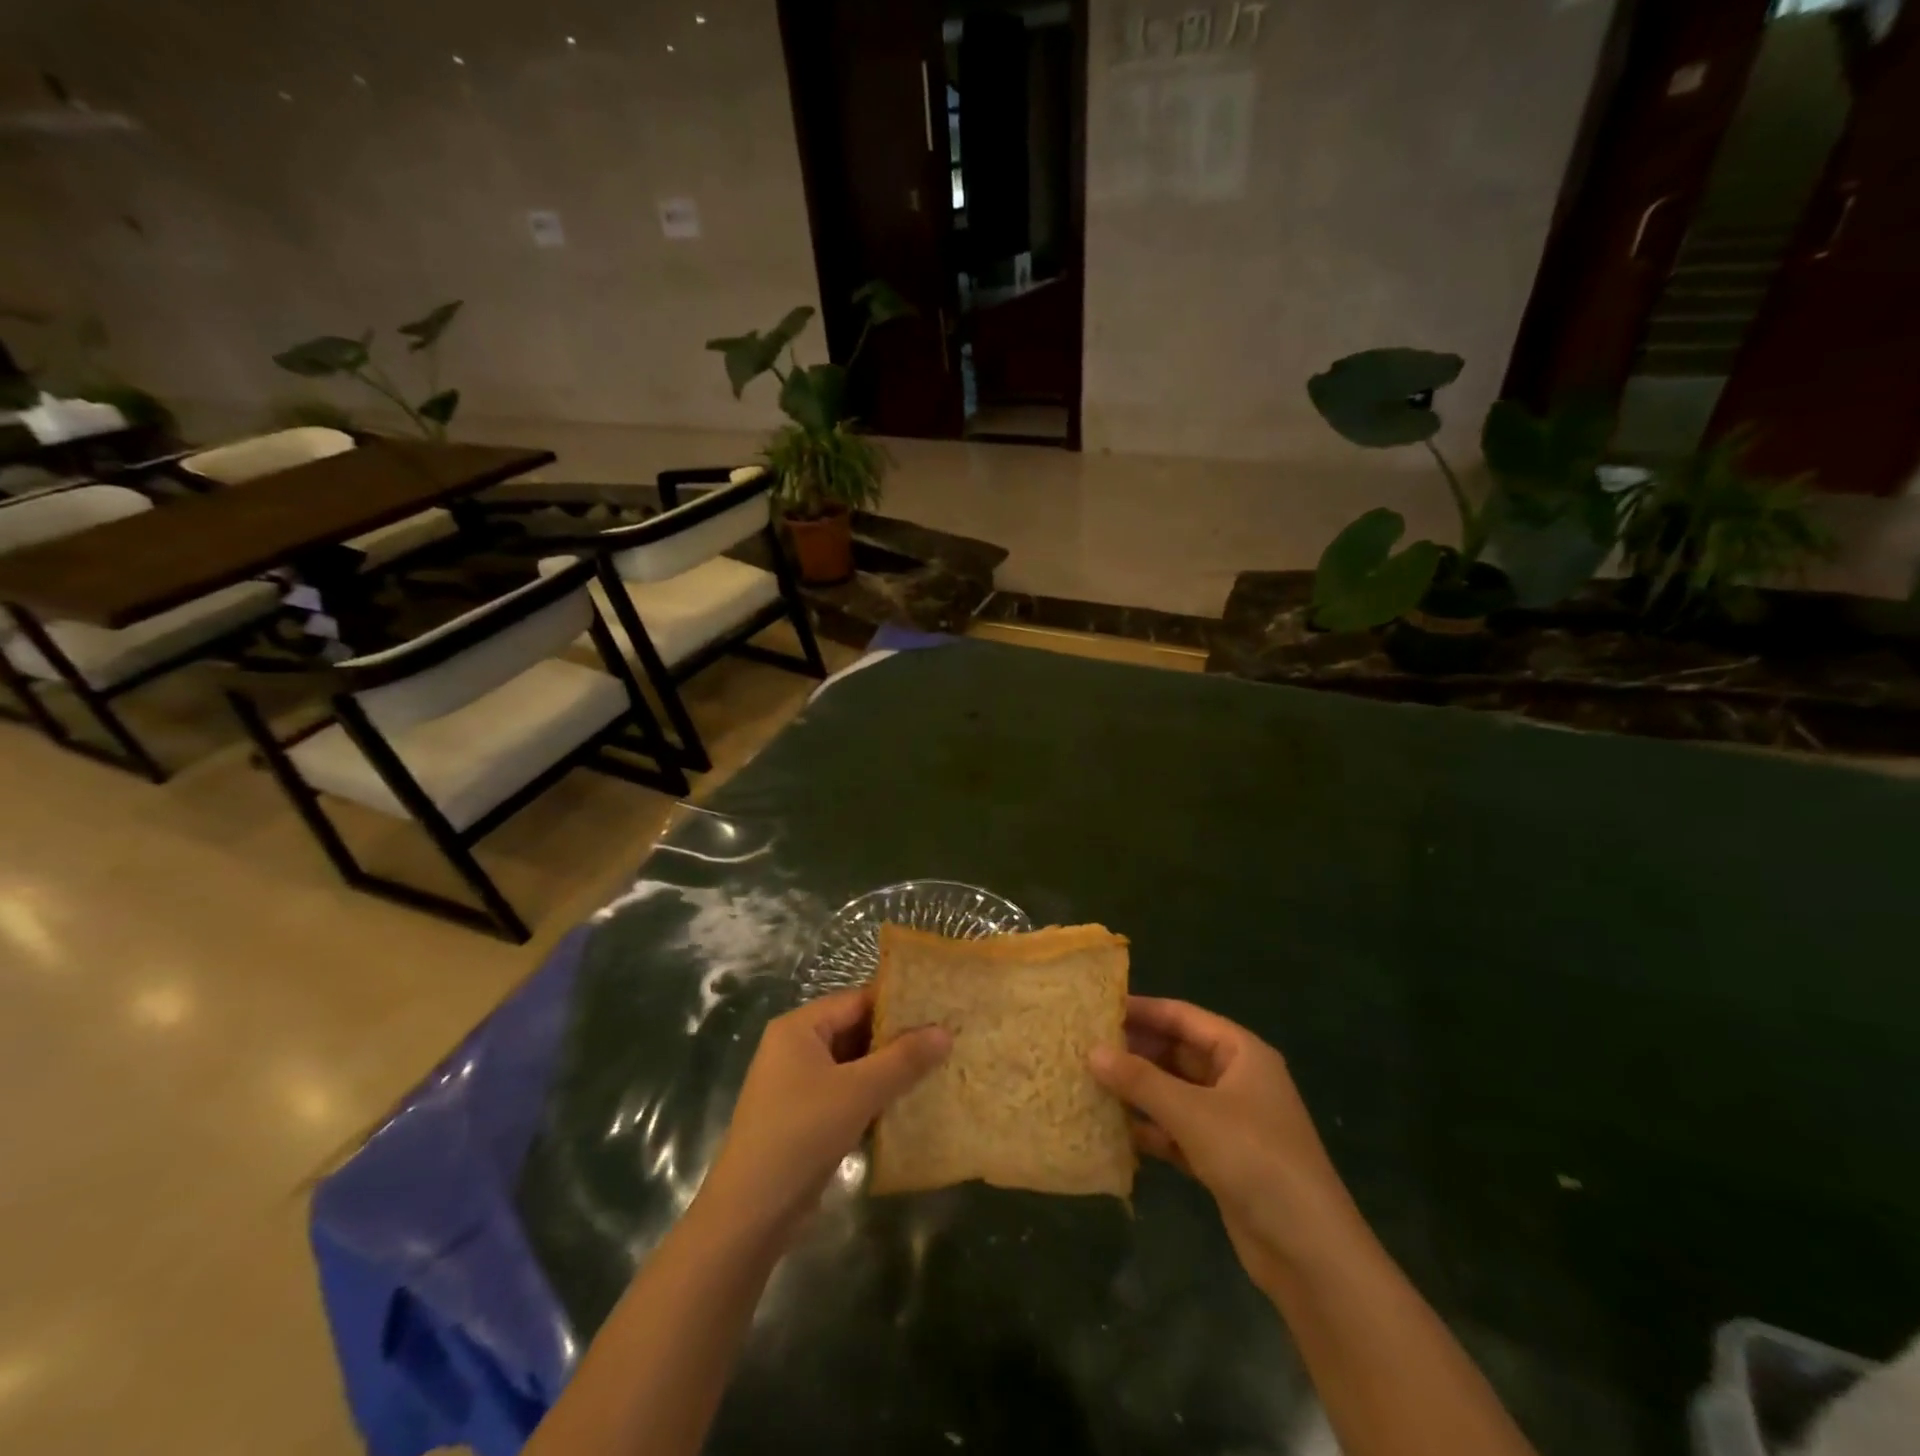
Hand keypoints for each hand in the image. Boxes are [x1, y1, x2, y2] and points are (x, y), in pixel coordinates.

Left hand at [698, 987, 951, 1240]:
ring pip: (853, 1065)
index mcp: (799, 1028)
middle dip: (897, 1039)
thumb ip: (903, 1059)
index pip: (857, 1000)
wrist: (750, 1215)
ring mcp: (798, 1085)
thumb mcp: (858, 1092)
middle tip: (946, 1039)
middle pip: (855, 1030)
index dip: (898, 1004)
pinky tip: (909, 1104)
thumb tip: (945, 1031)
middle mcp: (795, 1048)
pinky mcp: (804, 1118)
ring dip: (889, 1070)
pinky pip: (846, 1093)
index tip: (940, 1008)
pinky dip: (874, 1096)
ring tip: (938, 1068)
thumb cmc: (801, 1135)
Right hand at [1089, 997, 1364, 1293]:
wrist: (1310, 1253)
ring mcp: (1230, 1121)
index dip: (1142, 1009)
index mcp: (1241, 1053)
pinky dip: (1151, 1128)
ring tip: (1090, 1083)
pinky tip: (1114, 1129)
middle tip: (1085, 1047)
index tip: (1097, 1008)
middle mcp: (1236, 1079)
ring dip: (1139, 1091)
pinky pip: (1178, 1130)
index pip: (1183, 1016)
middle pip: (1177, 1053)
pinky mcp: (1222, 1158)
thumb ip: (1140, 1080)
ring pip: (1174, 1093)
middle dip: (1135, 1051)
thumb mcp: (1193, 1113)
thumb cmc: (1255, 1160)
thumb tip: (1092, 1051)